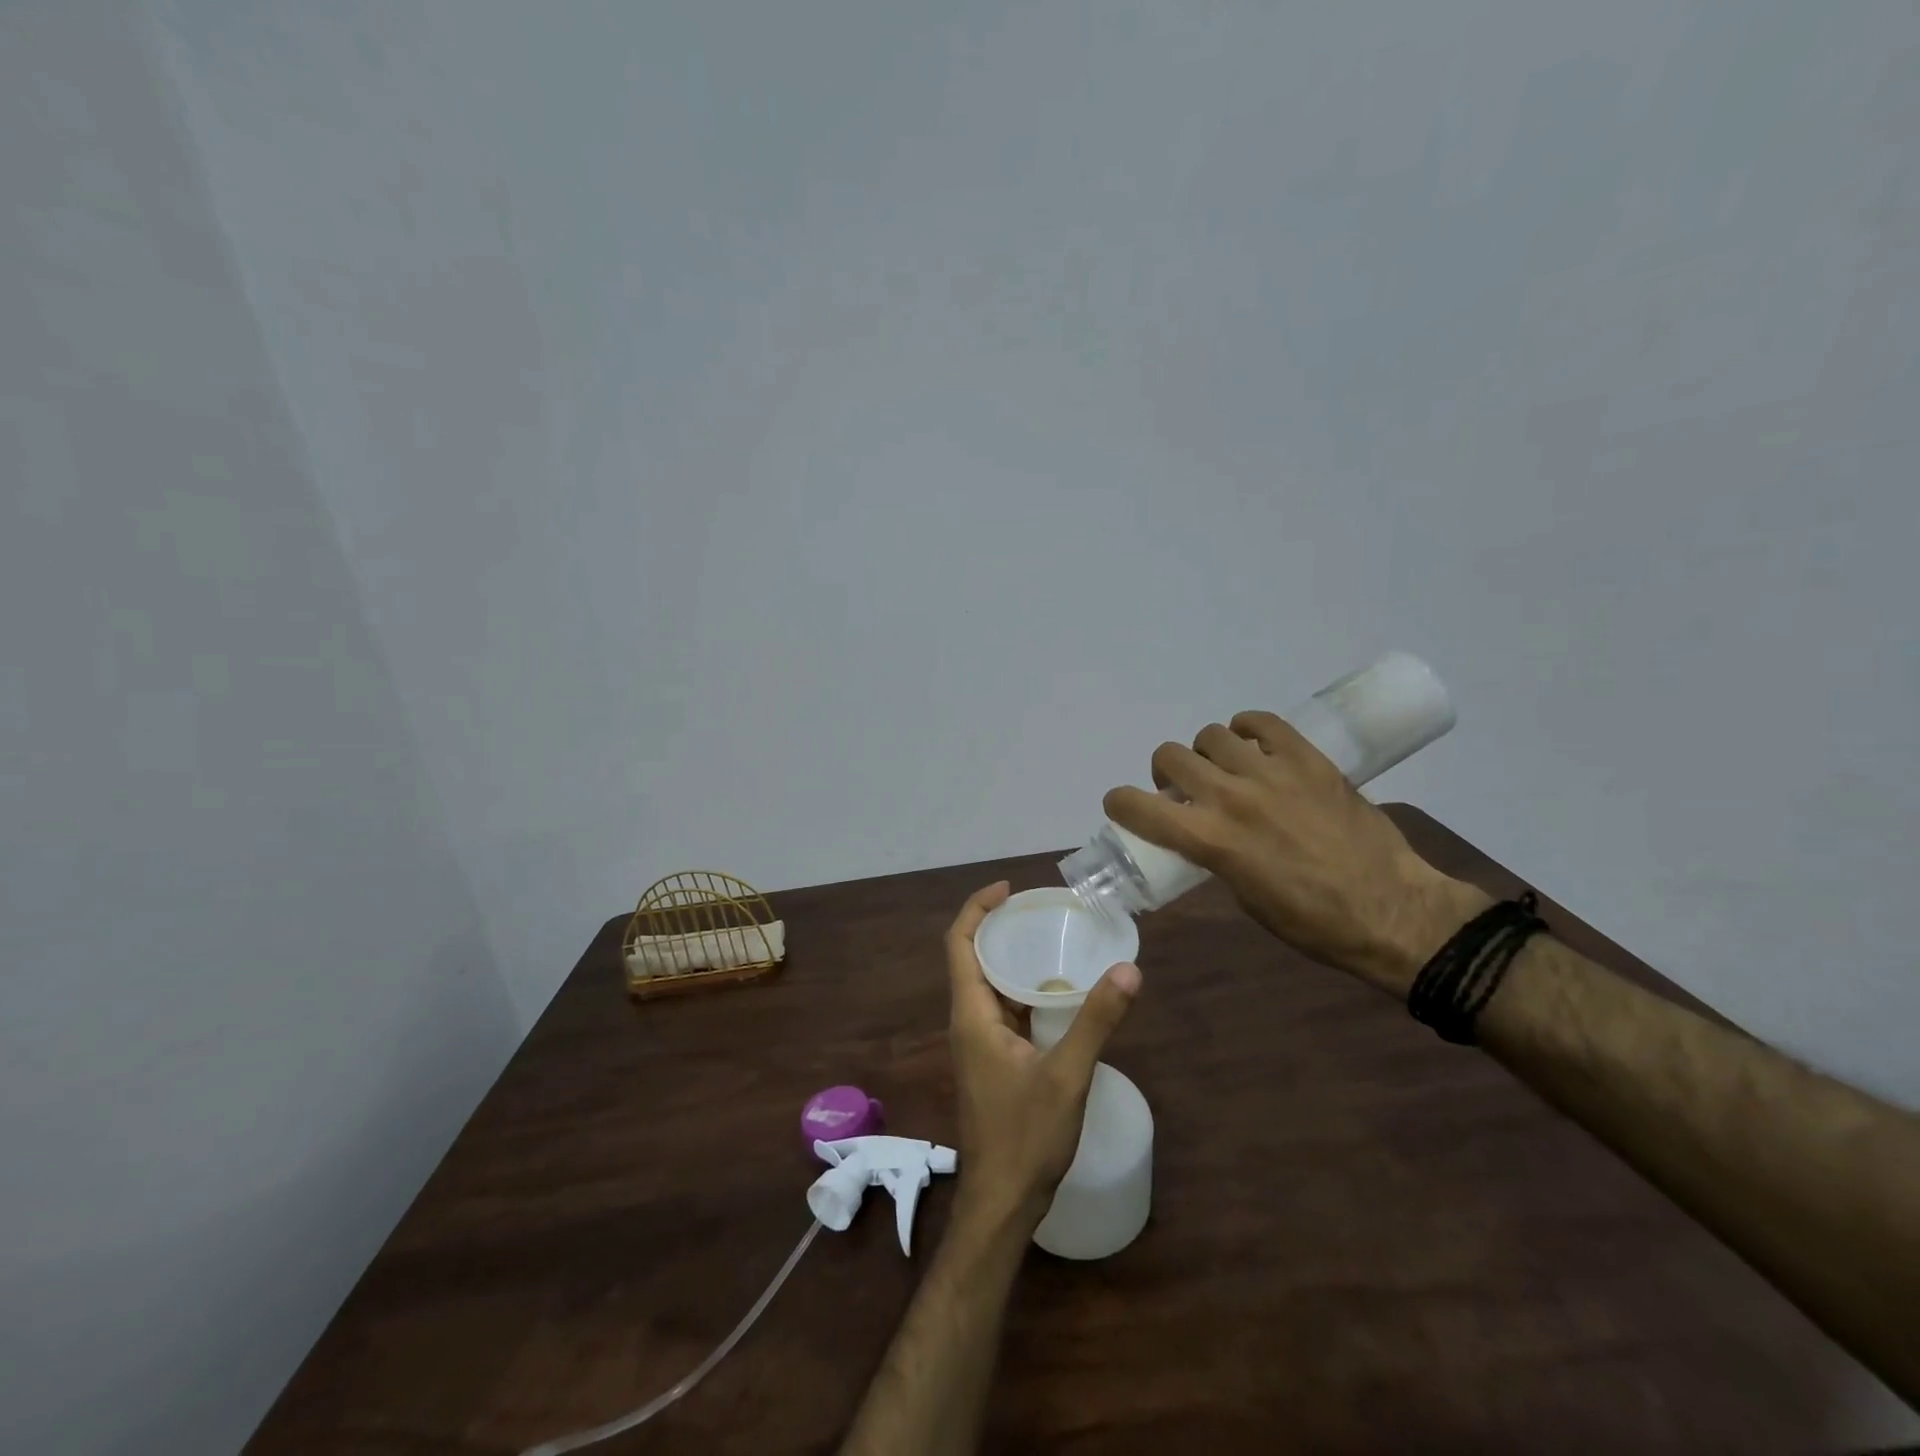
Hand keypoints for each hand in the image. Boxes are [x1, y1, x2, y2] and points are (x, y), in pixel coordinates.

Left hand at [944, 882, 1139, 1236]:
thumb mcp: (1067, 1076)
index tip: (1009, 888)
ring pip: (990, 987)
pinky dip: (1025, 992)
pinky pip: (1004, 1011)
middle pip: (973, 958)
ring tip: (1054, 940)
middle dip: (1000, 927)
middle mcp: (968, 1021)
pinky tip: (1060, 994)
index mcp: (971, 1015)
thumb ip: (1096, 1021)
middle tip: (1041, 910)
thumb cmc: (1025, 1137)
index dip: (977, 908)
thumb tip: (1128, 969)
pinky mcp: (993, 1061)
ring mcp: (978, 1044)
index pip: (960, 943)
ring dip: (1014, 960)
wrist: (1002, 1202)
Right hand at [1103, 714, 1485, 995]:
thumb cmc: (1312, 921)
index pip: (1137, 806)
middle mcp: (1231, 798)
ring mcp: (1271, 772)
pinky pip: (1262, 723)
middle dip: (1166, 773)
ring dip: (1208, 753)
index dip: (1119, 802)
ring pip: (1212, 735)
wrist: (1392, 910)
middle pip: (1170, 757)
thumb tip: (1202, 831)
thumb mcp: (1243, 896)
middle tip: (1184, 789)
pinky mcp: (1308, 758)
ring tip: (1226, 769)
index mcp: (1211, 840)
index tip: (1124, 805)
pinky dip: (1248, 730)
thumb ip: (1213, 854)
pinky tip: (1255, 747)